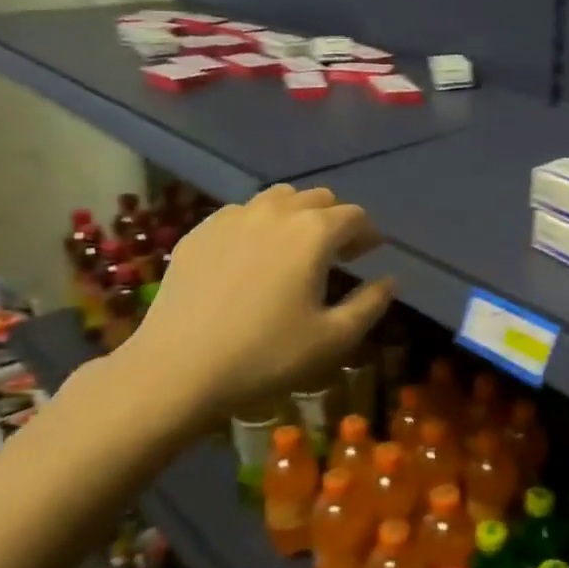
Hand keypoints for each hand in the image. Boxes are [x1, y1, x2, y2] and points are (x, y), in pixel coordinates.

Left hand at [117, 185, 392, 426]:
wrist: (178, 369)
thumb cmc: (266, 355)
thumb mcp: (334, 339)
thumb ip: (371, 304)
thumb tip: (390, 280)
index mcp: (314, 232)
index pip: (354, 216)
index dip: (368, 234)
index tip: (370, 254)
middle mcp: (276, 212)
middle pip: (318, 198)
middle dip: (334, 219)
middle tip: (337, 252)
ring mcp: (233, 217)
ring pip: (277, 199)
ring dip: (296, 215)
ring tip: (295, 248)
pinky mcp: (199, 232)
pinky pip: (240, 214)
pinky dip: (258, 225)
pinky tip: (252, 257)